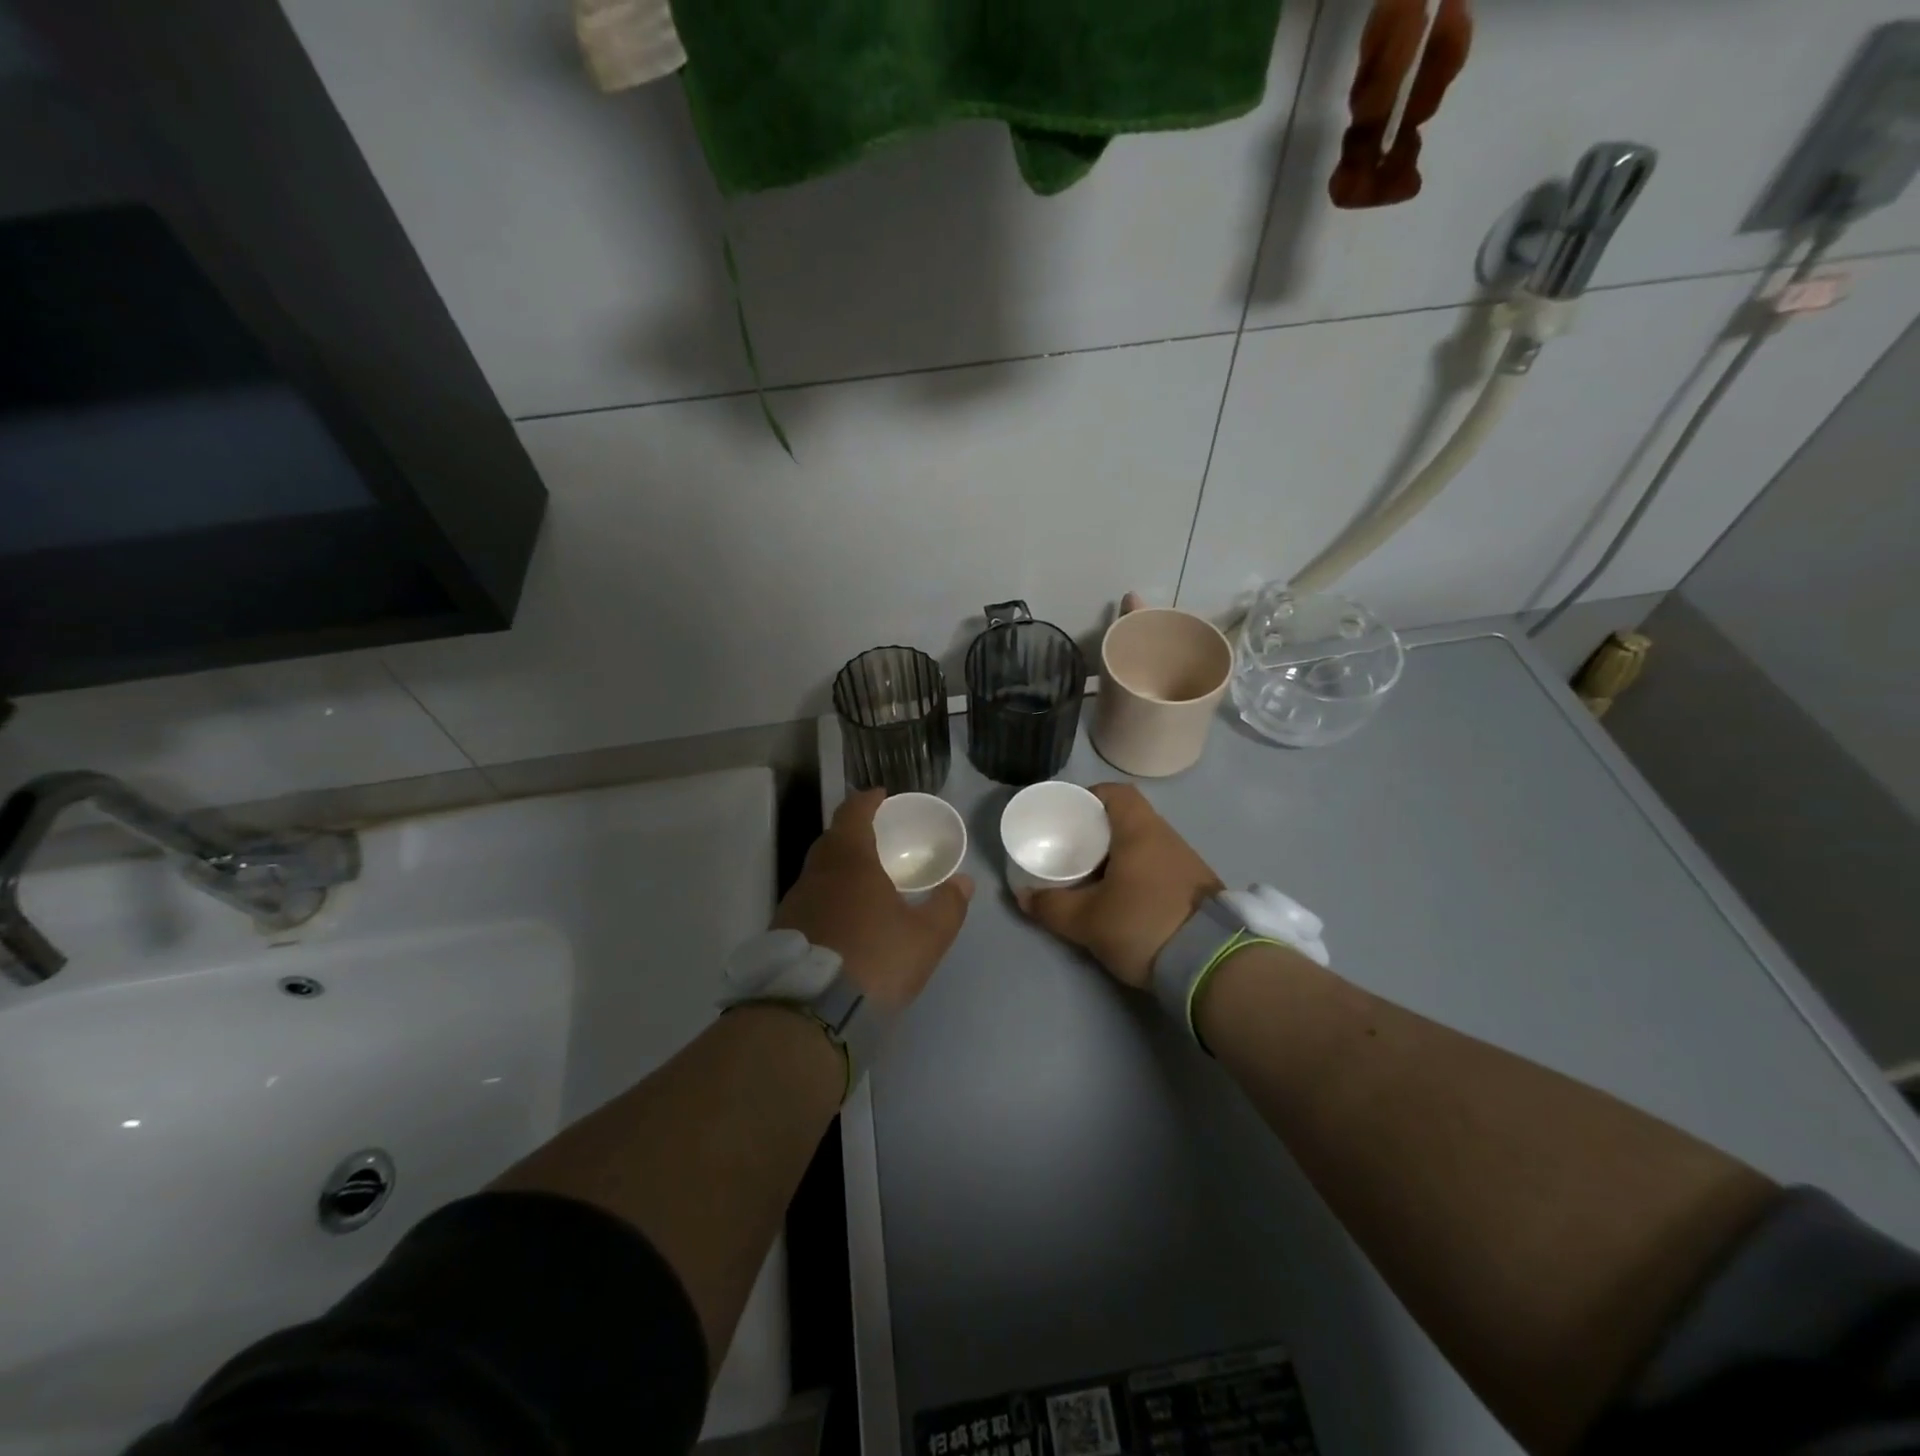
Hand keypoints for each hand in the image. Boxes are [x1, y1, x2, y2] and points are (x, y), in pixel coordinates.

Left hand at [774, 790, 972, 1010]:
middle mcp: (816, 874)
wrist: (811, 1016)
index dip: (867, 801)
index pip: (853, 813)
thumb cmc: (875, 961)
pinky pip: (808, 901)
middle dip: (853, 833)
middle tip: (876, 840)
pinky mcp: (782, 932)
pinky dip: (826, 898)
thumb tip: (964, 882)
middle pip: (832, 839)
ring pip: (817, 872)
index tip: (881, 796)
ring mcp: (794, 903)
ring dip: (838, 868)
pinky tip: (842, 920)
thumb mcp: (926, 937)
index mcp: (850, 862)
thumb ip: (948, 906)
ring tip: (862, 882)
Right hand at [1015, 783, 1221, 987]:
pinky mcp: (1197, 889)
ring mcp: (1187, 863)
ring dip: (1118, 856)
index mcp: (1141, 831)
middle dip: (1098, 832)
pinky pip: (1158, 868)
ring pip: (1144, 846)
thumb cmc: (1143, 924)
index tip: (1069, 816)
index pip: (1117, 793)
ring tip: (1092, 877)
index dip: (1090, 797)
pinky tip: (1122, 899)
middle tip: (1072, 850)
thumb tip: (1023, 896)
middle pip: (1128, 819)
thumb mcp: (1087, 920)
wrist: (1213, 964)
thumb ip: (1051, 906)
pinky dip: (1137, 874)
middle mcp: (1167, 838)